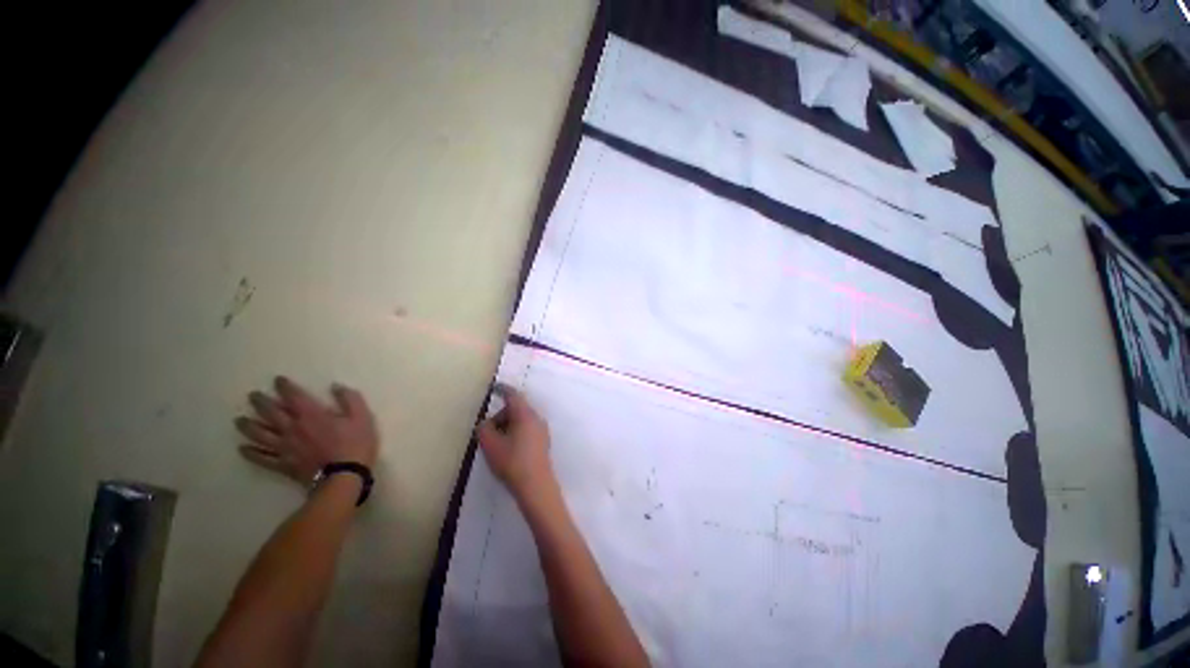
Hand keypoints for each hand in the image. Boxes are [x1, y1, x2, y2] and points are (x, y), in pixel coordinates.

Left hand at [236, 376, 378, 483]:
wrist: (343, 477)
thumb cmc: (355, 444)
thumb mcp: (362, 417)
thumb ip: (350, 399)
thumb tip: (336, 386)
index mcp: (311, 414)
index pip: (293, 396)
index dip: (284, 386)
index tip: (278, 380)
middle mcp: (292, 428)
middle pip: (270, 413)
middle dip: (261, 402)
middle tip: (253, 396)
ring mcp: (284, 447)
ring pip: (260, 434)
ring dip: (248, 426)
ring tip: (240, 420)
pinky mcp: (282, 464)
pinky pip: (261, 458)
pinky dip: (250, 453)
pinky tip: (242, 449)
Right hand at [476, 384, 554, 503]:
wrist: (536, 485)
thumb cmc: (512, 461)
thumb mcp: (490, 444)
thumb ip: (484, 428)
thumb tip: (486, 423)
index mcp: (525, 414)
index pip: (513, 395)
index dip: (502, 390)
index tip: (494, 388)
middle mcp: (536, 418)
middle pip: (516, 409)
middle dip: (501, 416)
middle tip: (489, 433)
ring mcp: (542, 430)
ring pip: (522, 420)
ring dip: (508, 426)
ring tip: (497, 445)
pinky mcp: (543, 442)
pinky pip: (527, 430)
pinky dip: (516, 433)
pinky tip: (509, 451)